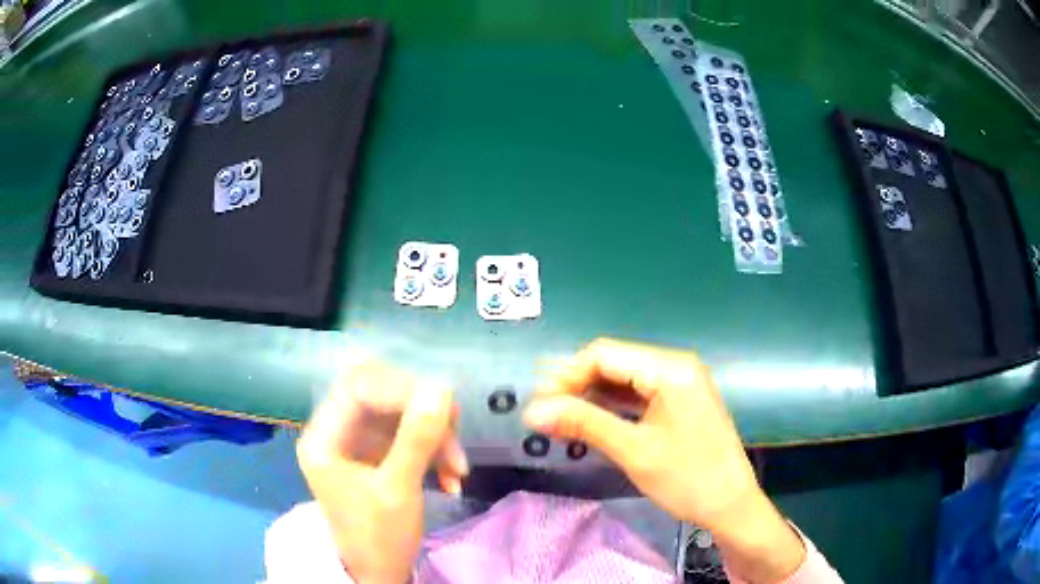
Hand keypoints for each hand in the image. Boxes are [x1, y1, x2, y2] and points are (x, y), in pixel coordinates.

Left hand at [296, 361, 468, 583]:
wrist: (377, 574)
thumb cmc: (377, 537)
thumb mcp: (398, 490)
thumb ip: (416, 439)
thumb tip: (442, 387)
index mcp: (324, 437)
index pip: (358, 387)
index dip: (402, 390)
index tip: (444, 409)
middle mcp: (337, 431)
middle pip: (380, 394)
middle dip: (421, 411)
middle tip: (455, 427)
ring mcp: (358, 442)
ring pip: (399, 413)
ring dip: (434, 434)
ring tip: (459, 467)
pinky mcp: (378, 454)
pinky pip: (408, 435)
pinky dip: (434, 450)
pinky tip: (452, 477)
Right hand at [523, 338, 804, 583]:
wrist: (731, 506)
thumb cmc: (688, 479)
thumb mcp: (633, 451)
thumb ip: (584, 424)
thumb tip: (532, 411)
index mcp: (670, 369)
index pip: (604, 354)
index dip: (567, 375)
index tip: (539, 404)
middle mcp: (676, 366)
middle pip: (615, 363)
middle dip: (577, 385)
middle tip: (546, 415)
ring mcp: (681, 384)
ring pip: (624, 380)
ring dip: (592, 397)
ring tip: (561, 420)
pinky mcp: (680, 402)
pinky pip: (639, 395)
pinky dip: (613, 407)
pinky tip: (592, 422)